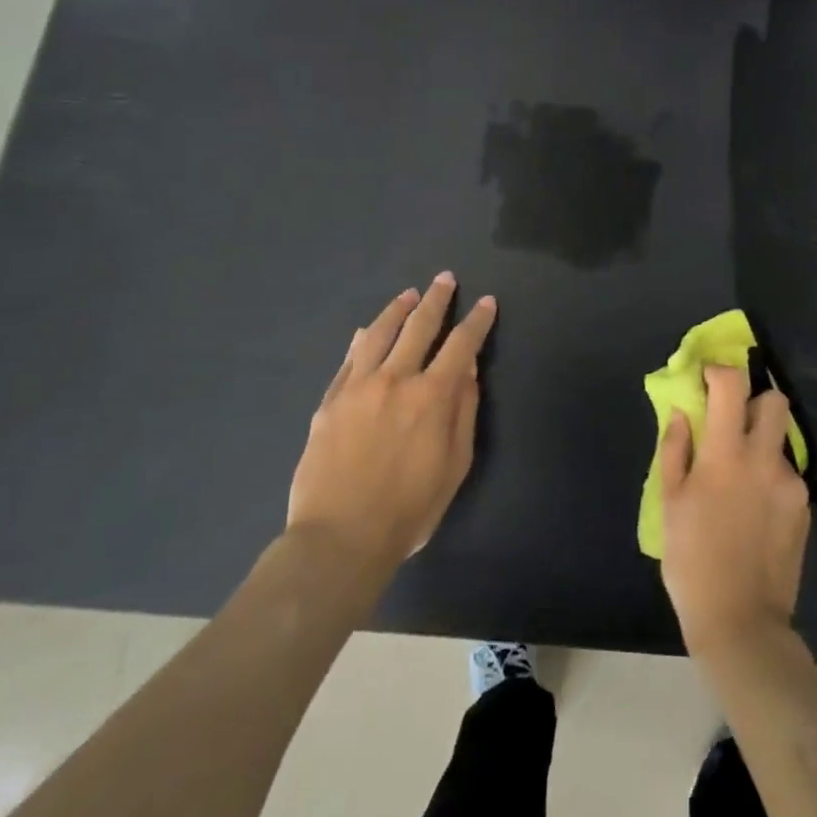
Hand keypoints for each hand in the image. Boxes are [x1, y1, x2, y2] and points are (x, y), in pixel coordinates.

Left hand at [287, 274, 496, 570]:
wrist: (339, 538)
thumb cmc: (409, 509)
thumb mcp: (454, 465)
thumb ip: (463, 411)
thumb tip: (467, 368)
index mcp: (432, 396)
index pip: (461, 344)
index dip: (477, 321)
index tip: (486, 302)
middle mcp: (395, 380)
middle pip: (419, 327)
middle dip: (437, 300)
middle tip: (445, 279)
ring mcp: (357, 388)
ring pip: (378, 334)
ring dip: (397, 310)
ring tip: (409, 295)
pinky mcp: (330, 402)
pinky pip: (348, 360)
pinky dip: (361, 341)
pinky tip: (365, 331)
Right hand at [659, 364, 810, 656]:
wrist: (741, 620)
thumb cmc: (692, 560)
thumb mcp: (670, 503)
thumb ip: (676, 450)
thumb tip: (684, 413)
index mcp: (726, 455)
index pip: (733, 386)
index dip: (720, 372)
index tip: (707, 379)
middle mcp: (765, 460)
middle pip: (775, 401)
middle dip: (754, 400)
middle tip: (733, 422)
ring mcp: (791, 484)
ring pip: (781, 440)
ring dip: (761, 443)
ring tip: (739, 479)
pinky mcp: (804, 508)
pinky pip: (787, 474)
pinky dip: (769, 477)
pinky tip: (754, 511)